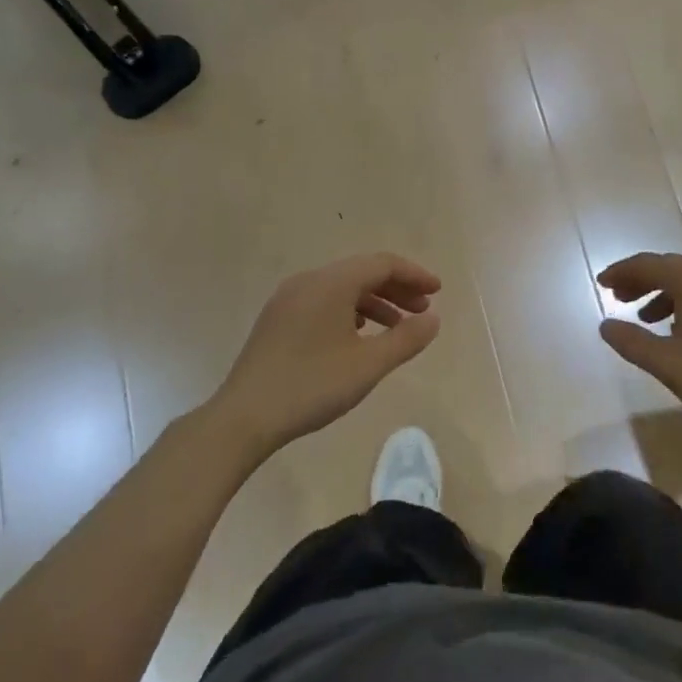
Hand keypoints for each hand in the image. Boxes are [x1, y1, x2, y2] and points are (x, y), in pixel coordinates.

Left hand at [209, 253, 441, 456]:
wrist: (243, 417)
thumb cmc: (311, 386)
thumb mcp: (368, 365)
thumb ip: (406, 339)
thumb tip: (433, 319)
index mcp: (331, 282)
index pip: (382, 264)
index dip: (414, 275)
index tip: (437, 292)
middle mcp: (309, 280)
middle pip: (362, 272)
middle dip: (397, 289)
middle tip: (422, 312)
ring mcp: (288, 299)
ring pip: (342, 288)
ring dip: (375, 302)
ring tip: (396, 329)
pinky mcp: (277, 319)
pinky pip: (323, 301)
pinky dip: (350, 312)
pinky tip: (359, 337)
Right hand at [597, 253, 681, 444]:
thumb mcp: (669, 364)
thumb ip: (632, 342)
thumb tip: (605, 325)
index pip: (651, 264)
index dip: (622, 272)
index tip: (601, 284)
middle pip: (672, 269)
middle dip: (641, 281)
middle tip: (617, 299)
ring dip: (663, 295)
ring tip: (644, 319)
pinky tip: (679, 333)